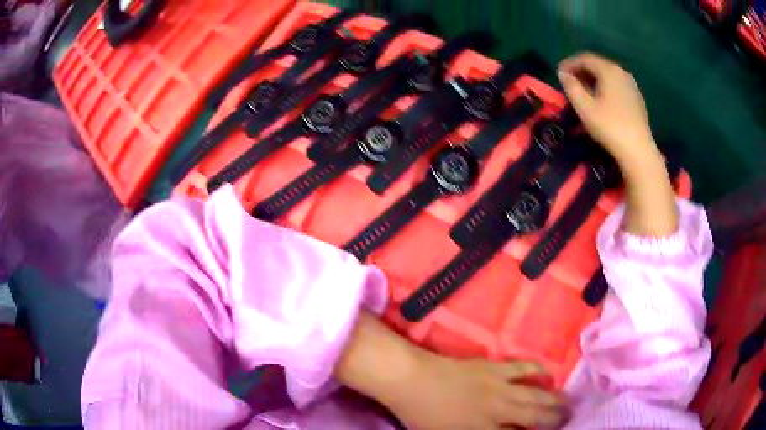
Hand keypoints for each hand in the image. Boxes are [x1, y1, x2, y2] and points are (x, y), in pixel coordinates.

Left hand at [386, 354, 567, 429]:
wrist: (410, 379)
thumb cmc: (420, 415)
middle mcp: (498, 411)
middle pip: (535, 416)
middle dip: (554, 419)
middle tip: (569, 418)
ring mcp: (499, 386)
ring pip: (535, 394)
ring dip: (554, 398)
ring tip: (568, 402)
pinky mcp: (494, 367)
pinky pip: (523, 367)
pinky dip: (539, 370)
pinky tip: (548, 374)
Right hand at [558, 52, 657, 163]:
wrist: (638, 151)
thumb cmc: (610, 127)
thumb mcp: (584, 107)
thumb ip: (571, 87)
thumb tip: (563, 74)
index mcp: (608, 70)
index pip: (584, 58)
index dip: (569, 63)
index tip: (559, 74)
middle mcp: (621, 72)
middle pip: (597, 65)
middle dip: (581, 71)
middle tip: (570, 83)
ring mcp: (631, 85)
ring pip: (608, 75)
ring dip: (594, 79)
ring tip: (585, 92)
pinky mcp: (637, 98)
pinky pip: (617, 85)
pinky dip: (606, 87)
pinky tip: (602, 101)